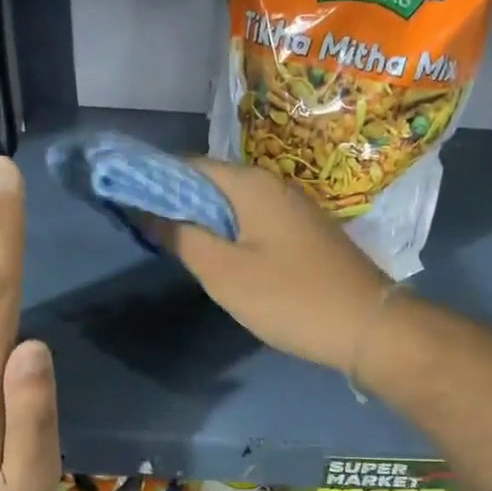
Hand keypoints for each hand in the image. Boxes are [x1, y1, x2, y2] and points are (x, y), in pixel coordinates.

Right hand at [148, 158, 389, 372]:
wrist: (367, 326)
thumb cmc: (289, 297)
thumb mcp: (224, 272)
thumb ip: (182, 237)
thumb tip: (146, 211)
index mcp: (250, 184)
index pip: (188, 165)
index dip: (152, 179)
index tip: (123, 200)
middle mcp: (273, 184)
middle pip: (211, 181)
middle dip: (174, 200)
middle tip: (143, 228)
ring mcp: (292, 208)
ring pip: (232, 203)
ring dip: (201, 218)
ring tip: (171, 243)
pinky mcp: (303, 233)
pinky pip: (253, 221)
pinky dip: (227, 231)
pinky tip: (216, 256)